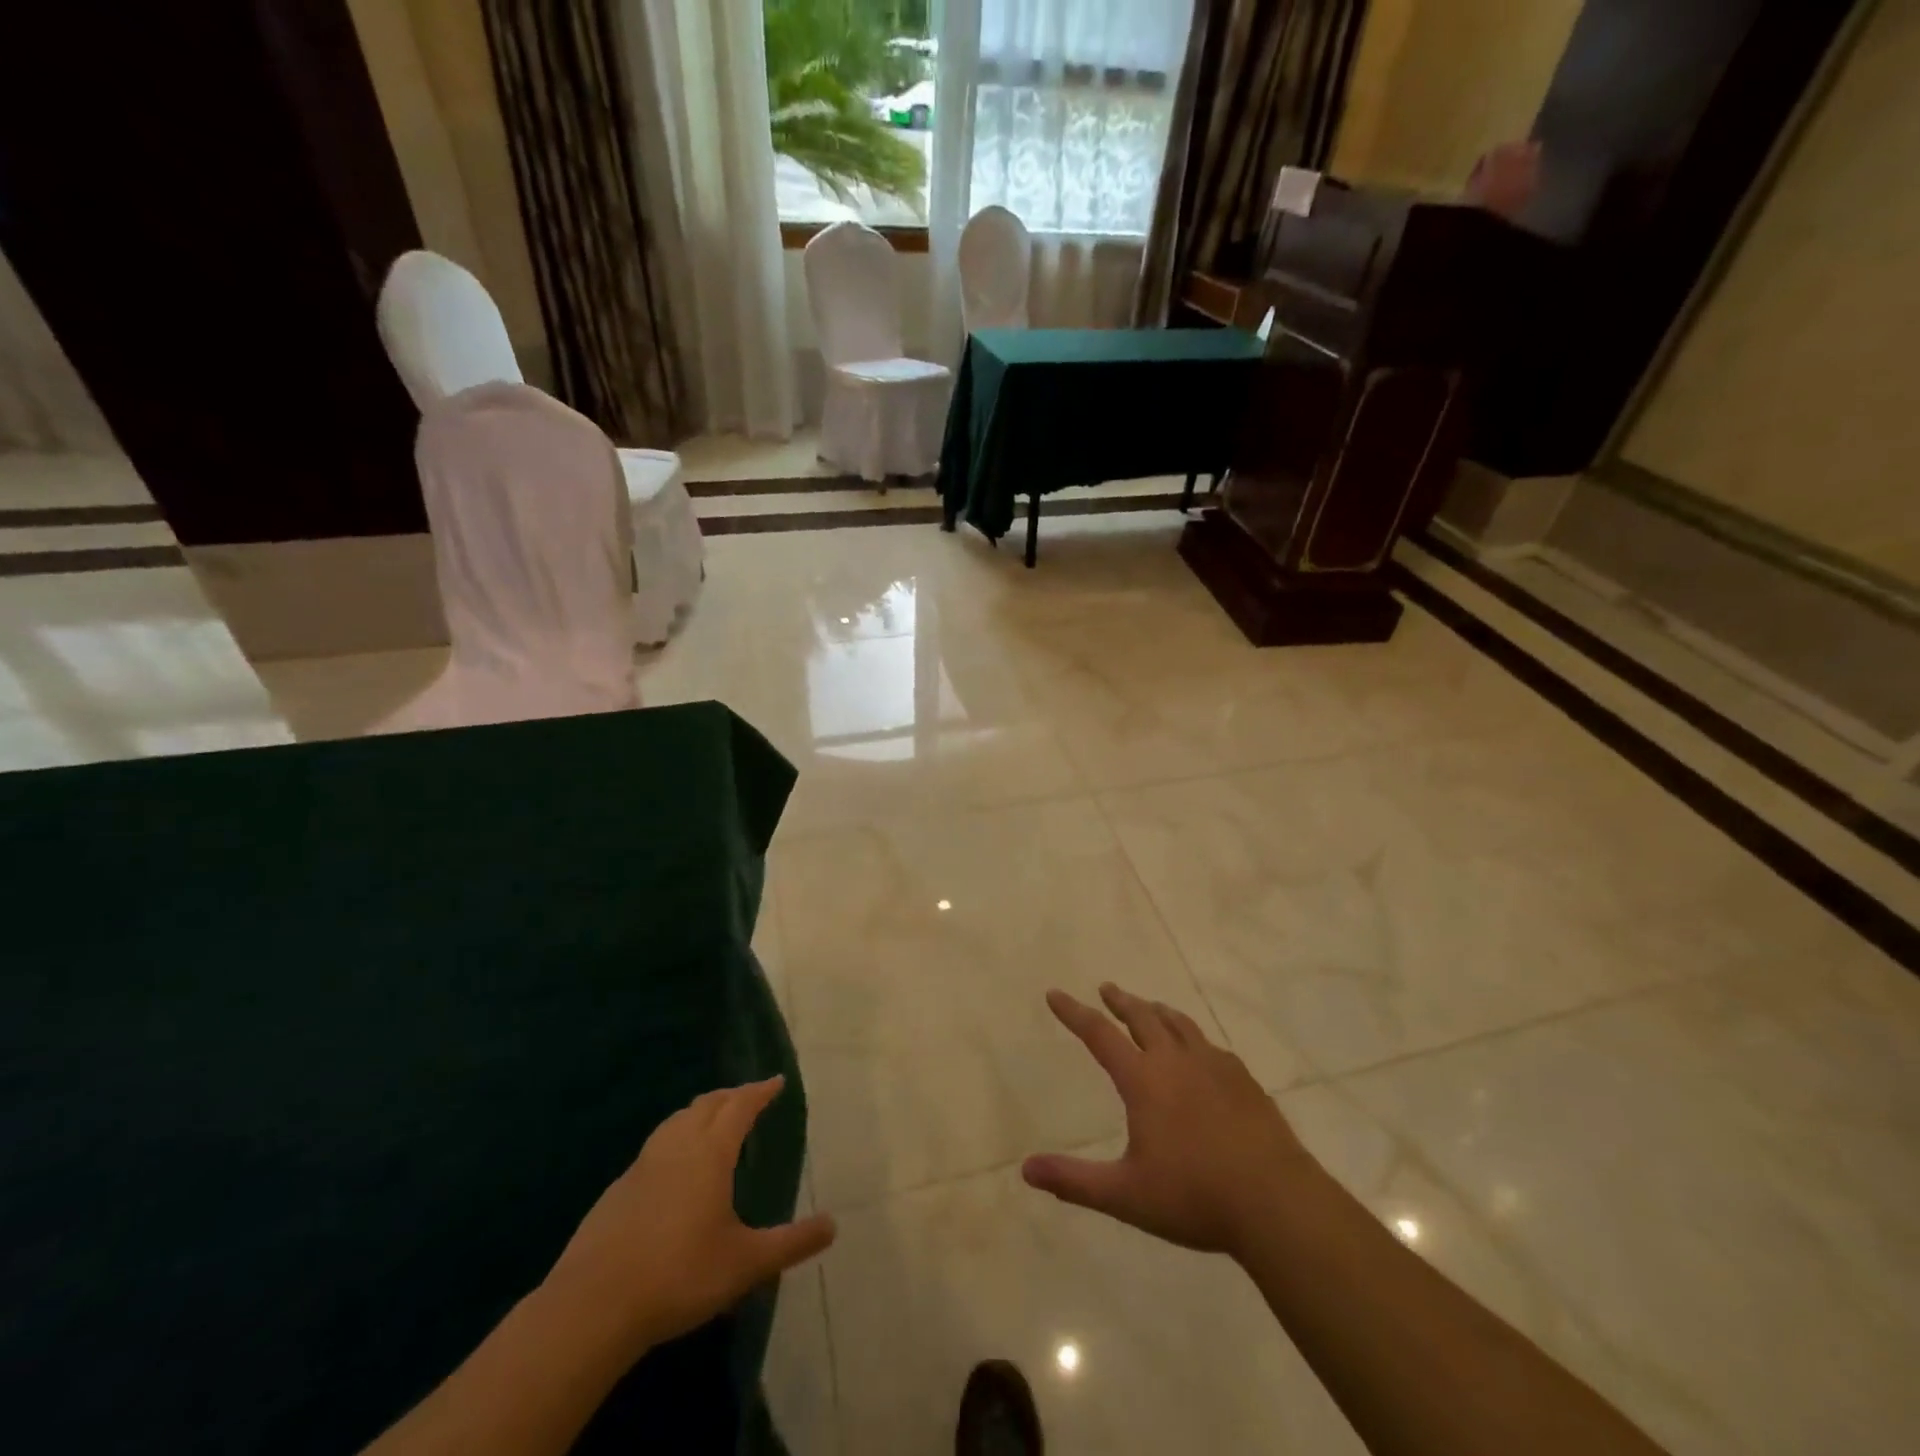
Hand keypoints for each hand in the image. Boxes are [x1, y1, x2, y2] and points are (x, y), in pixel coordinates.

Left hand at [544, 1076, 835, 1352]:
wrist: (592, 1307)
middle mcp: (677, 1147)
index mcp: (710, 1153)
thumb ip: (791, 1244)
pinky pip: (655, 1147)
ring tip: (713, 1120)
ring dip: (700, 1111)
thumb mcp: (745, 1264)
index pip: (740, 1106)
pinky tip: (673, 1167)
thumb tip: (833, 1225)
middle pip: (707, 1105)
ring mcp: (642, 1166)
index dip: (760, 1091)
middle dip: (731, 1095)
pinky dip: (674, 1138)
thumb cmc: (679, 1276)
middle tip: (749, 1097)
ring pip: (676, 1121)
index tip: (776, 1081)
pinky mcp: (617, 1190)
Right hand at [1023, 984, 1310, 1259]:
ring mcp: (1214, 1066)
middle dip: (1120, 1001)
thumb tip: (1025, 1169)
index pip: (1099, 1034)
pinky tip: (1200, 1050)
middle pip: (1142, 1017)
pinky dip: (1193, 1037)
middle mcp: (1176, 1061)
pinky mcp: (1244, 1081)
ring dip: (1157, 1011)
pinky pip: (1211, 1045)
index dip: (1074, 1013)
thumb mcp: (1125, 1194)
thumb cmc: (1194, 1197)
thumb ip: (1074, 1181)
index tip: (1055, 994)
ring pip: (1179, 1024)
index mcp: (1144, 1080)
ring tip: (1149, 1007)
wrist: (1276, 1202)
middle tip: (1107, 988)